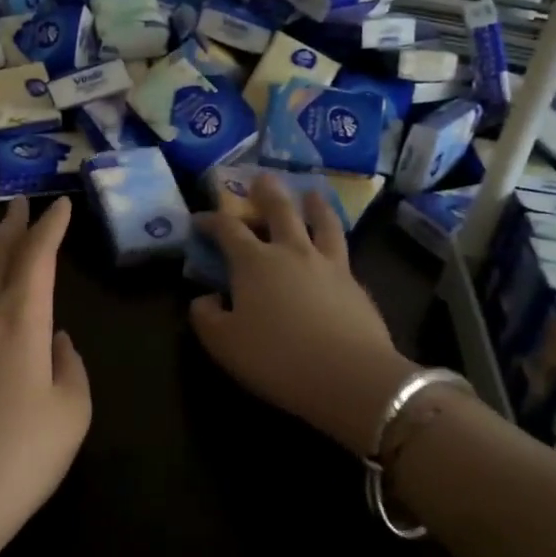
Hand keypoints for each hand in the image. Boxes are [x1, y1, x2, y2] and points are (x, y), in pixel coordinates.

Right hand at [189, 175, 414, 457]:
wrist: (351, 377)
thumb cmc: (277, 358)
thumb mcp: (223, 344)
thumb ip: (205, 317)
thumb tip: (206, 298)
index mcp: (254, 262)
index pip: (227, 229)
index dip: (210, 220)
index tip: (199, 219)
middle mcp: (291, 251)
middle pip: (279, 210)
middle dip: (267, 192)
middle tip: (262, 178)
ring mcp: (328, 264)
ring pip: (322, 222)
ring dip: (314, 204)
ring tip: (312, 193)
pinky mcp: (356, 284)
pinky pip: (342, 251)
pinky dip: (333, 239)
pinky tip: (333, 247)